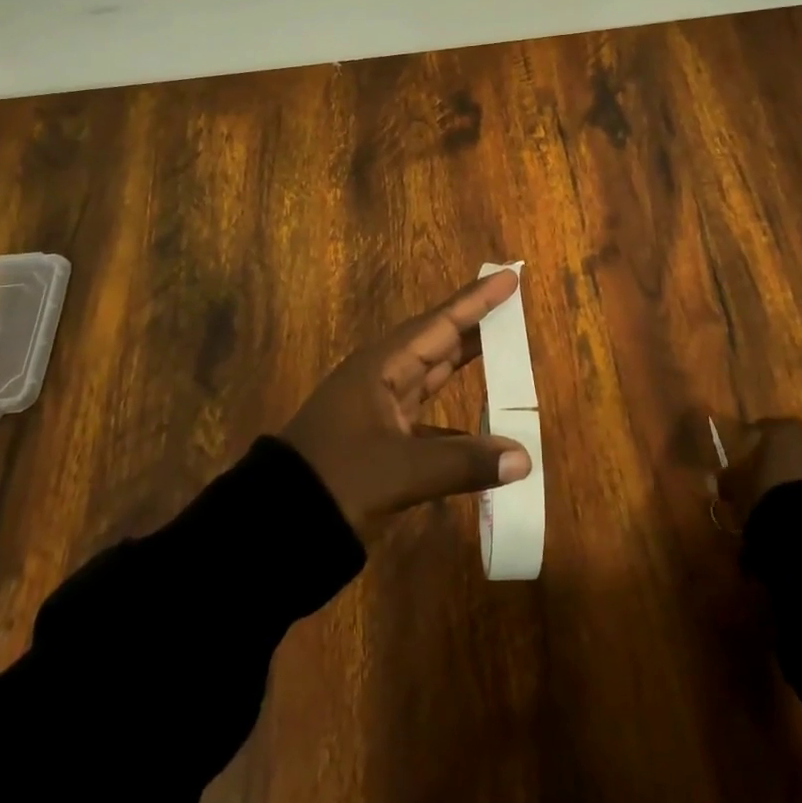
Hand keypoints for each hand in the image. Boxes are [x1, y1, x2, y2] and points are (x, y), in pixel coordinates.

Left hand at [283, 269, 533, 537]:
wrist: (277, 525)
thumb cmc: (337, 479)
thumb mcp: (400, 471)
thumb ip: (463, 462)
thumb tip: (523, 458)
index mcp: (381, 367)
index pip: (440, 324)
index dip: (476, 301)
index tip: (508, 277)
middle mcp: (381, 378)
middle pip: (437, 343)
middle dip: (474, 325)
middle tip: (513, 307)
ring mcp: (379, 409)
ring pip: (432, 376)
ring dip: (466, 365)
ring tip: (505, 350)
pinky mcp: (380, 440)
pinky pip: (428, 417)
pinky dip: (456, 421)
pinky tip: (482, 430)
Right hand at [718, 418, 801, 526]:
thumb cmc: (771, 497)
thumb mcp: (738, 489)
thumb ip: (729, 479)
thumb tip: (724, 479)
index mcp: (784, 428)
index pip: (761, 429)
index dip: (750, 448)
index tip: (741, 467)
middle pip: (795, 445)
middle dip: (784, 461)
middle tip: (770, 484)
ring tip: (795, 506)